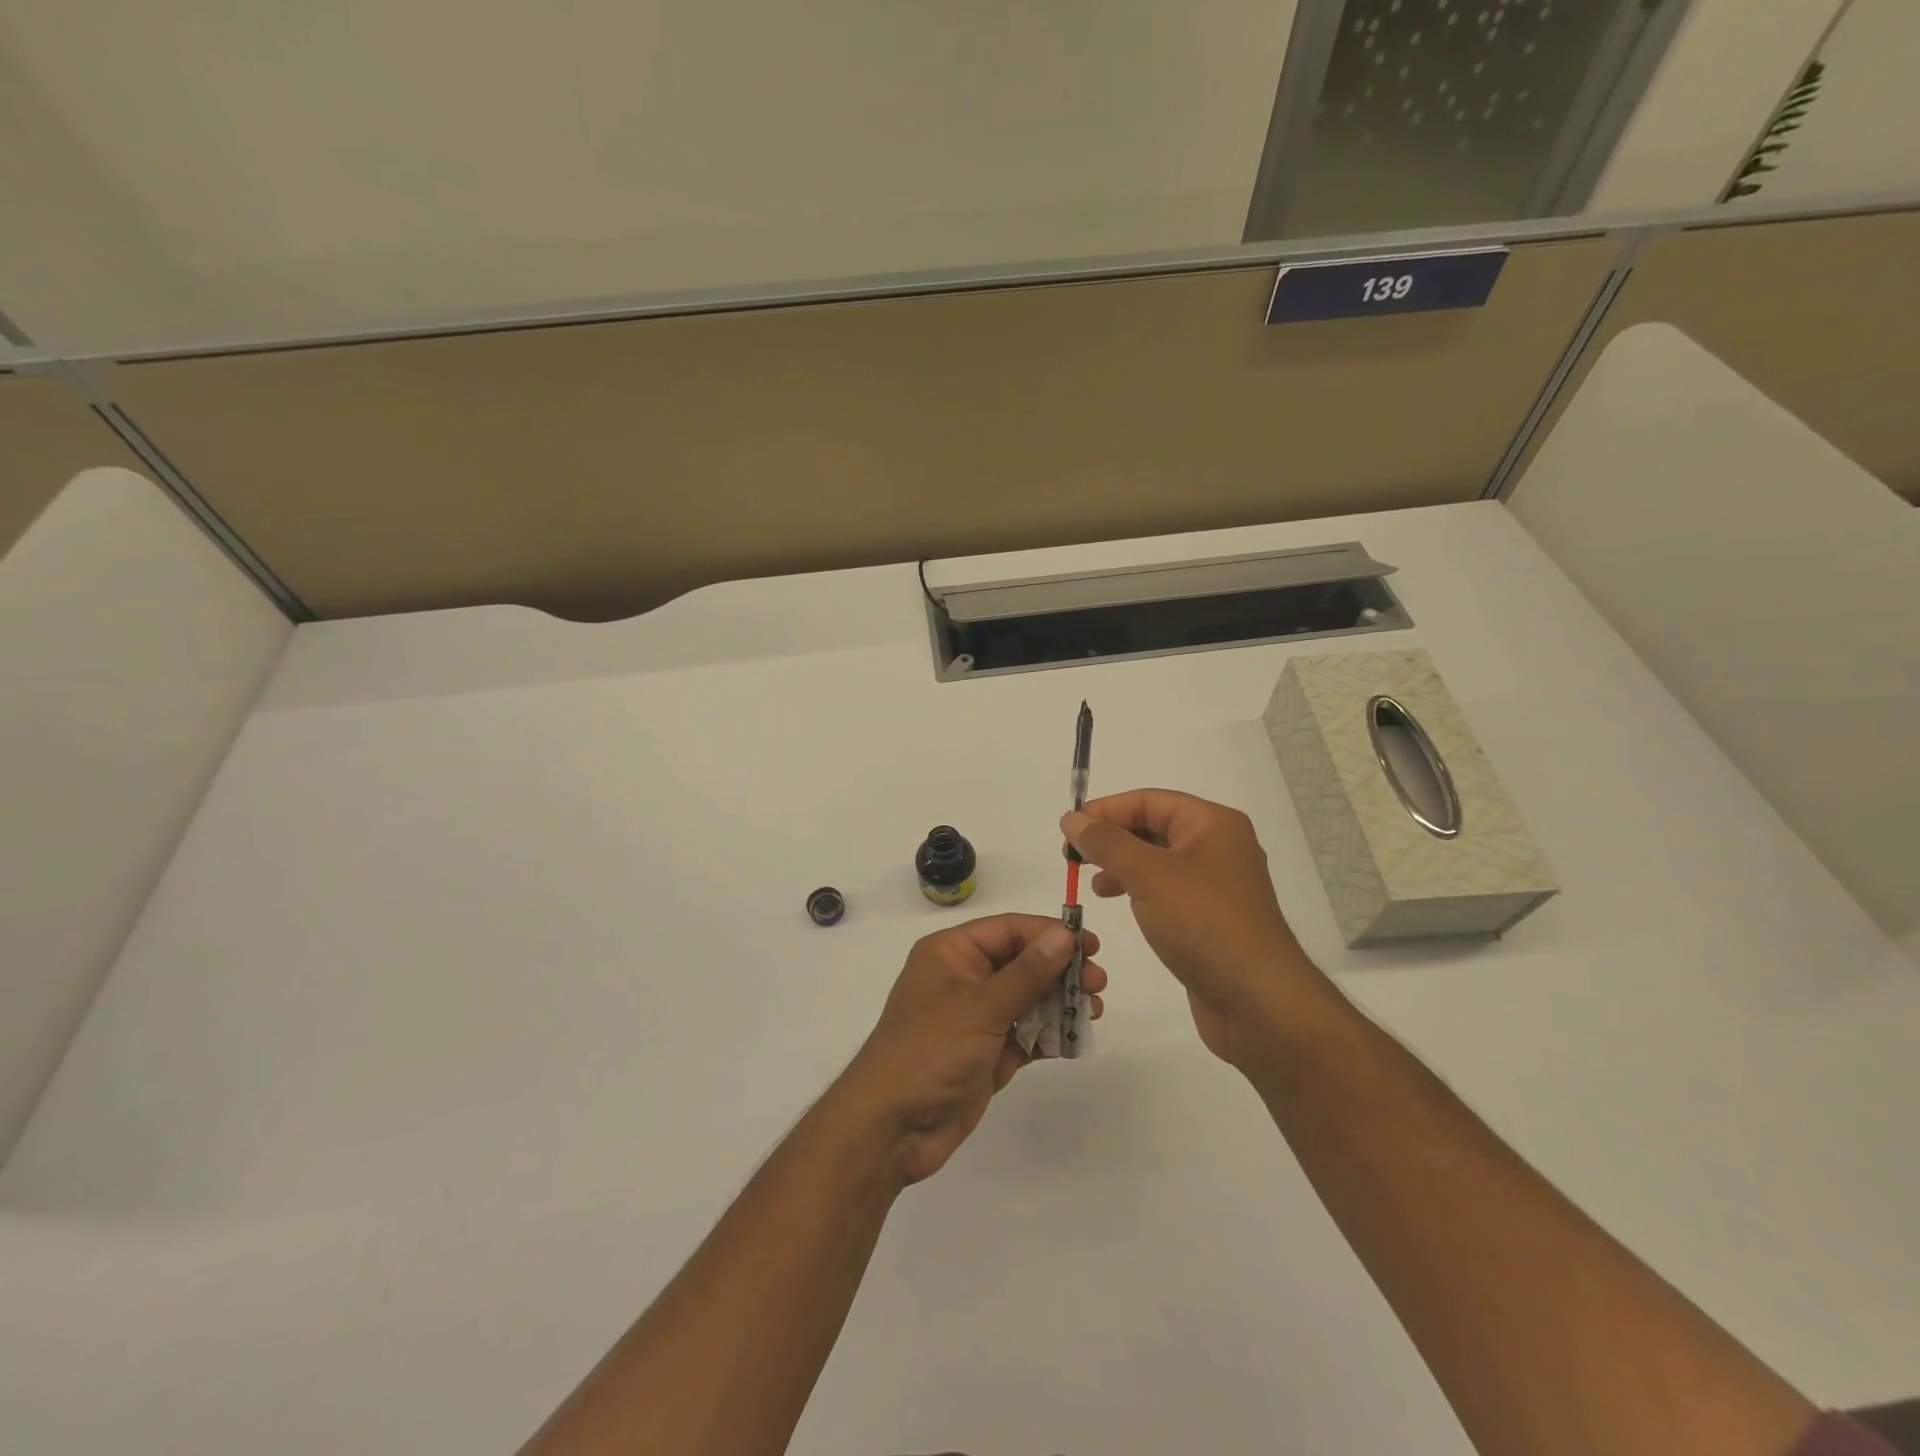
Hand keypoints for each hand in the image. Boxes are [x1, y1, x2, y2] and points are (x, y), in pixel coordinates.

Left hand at [837, 914, 1107, 1185]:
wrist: (891, 1127)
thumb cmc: (930, 1051)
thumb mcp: (981, 1006)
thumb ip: (1027, 972)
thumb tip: (1064, 935)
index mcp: (951, 953)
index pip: (1008, 930)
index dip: (1049, 934)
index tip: (1090, 945)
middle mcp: (963, 979)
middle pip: (1021, 963)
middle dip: (1060, 971)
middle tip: (1098, 983)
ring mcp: (975, 1018)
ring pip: (1027, 999)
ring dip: (1059, 1002)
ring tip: (1093, 1010)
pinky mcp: (985, 1053)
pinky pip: (1025, 1034)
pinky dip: (1049, 1034)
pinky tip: (1075, 1037)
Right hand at [1062, 790, 1322, 1068]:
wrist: (1257, 1001)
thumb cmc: (1204, 924)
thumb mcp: (1148, 875)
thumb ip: (1106, 843)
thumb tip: (1072, 819)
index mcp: (1213, 824)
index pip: (1149, 801)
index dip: (1106, 810)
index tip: (1069, 829)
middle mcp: (1218, 846)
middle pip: (1154, 827)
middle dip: (1112, 838)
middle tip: (1072, 857)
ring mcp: (1216, 884)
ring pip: (1158, 860)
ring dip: (1122, 865)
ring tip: (1093, 883)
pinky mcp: (1210, 917)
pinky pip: (1167, 889)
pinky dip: (1138, 889)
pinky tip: (1119, 902)